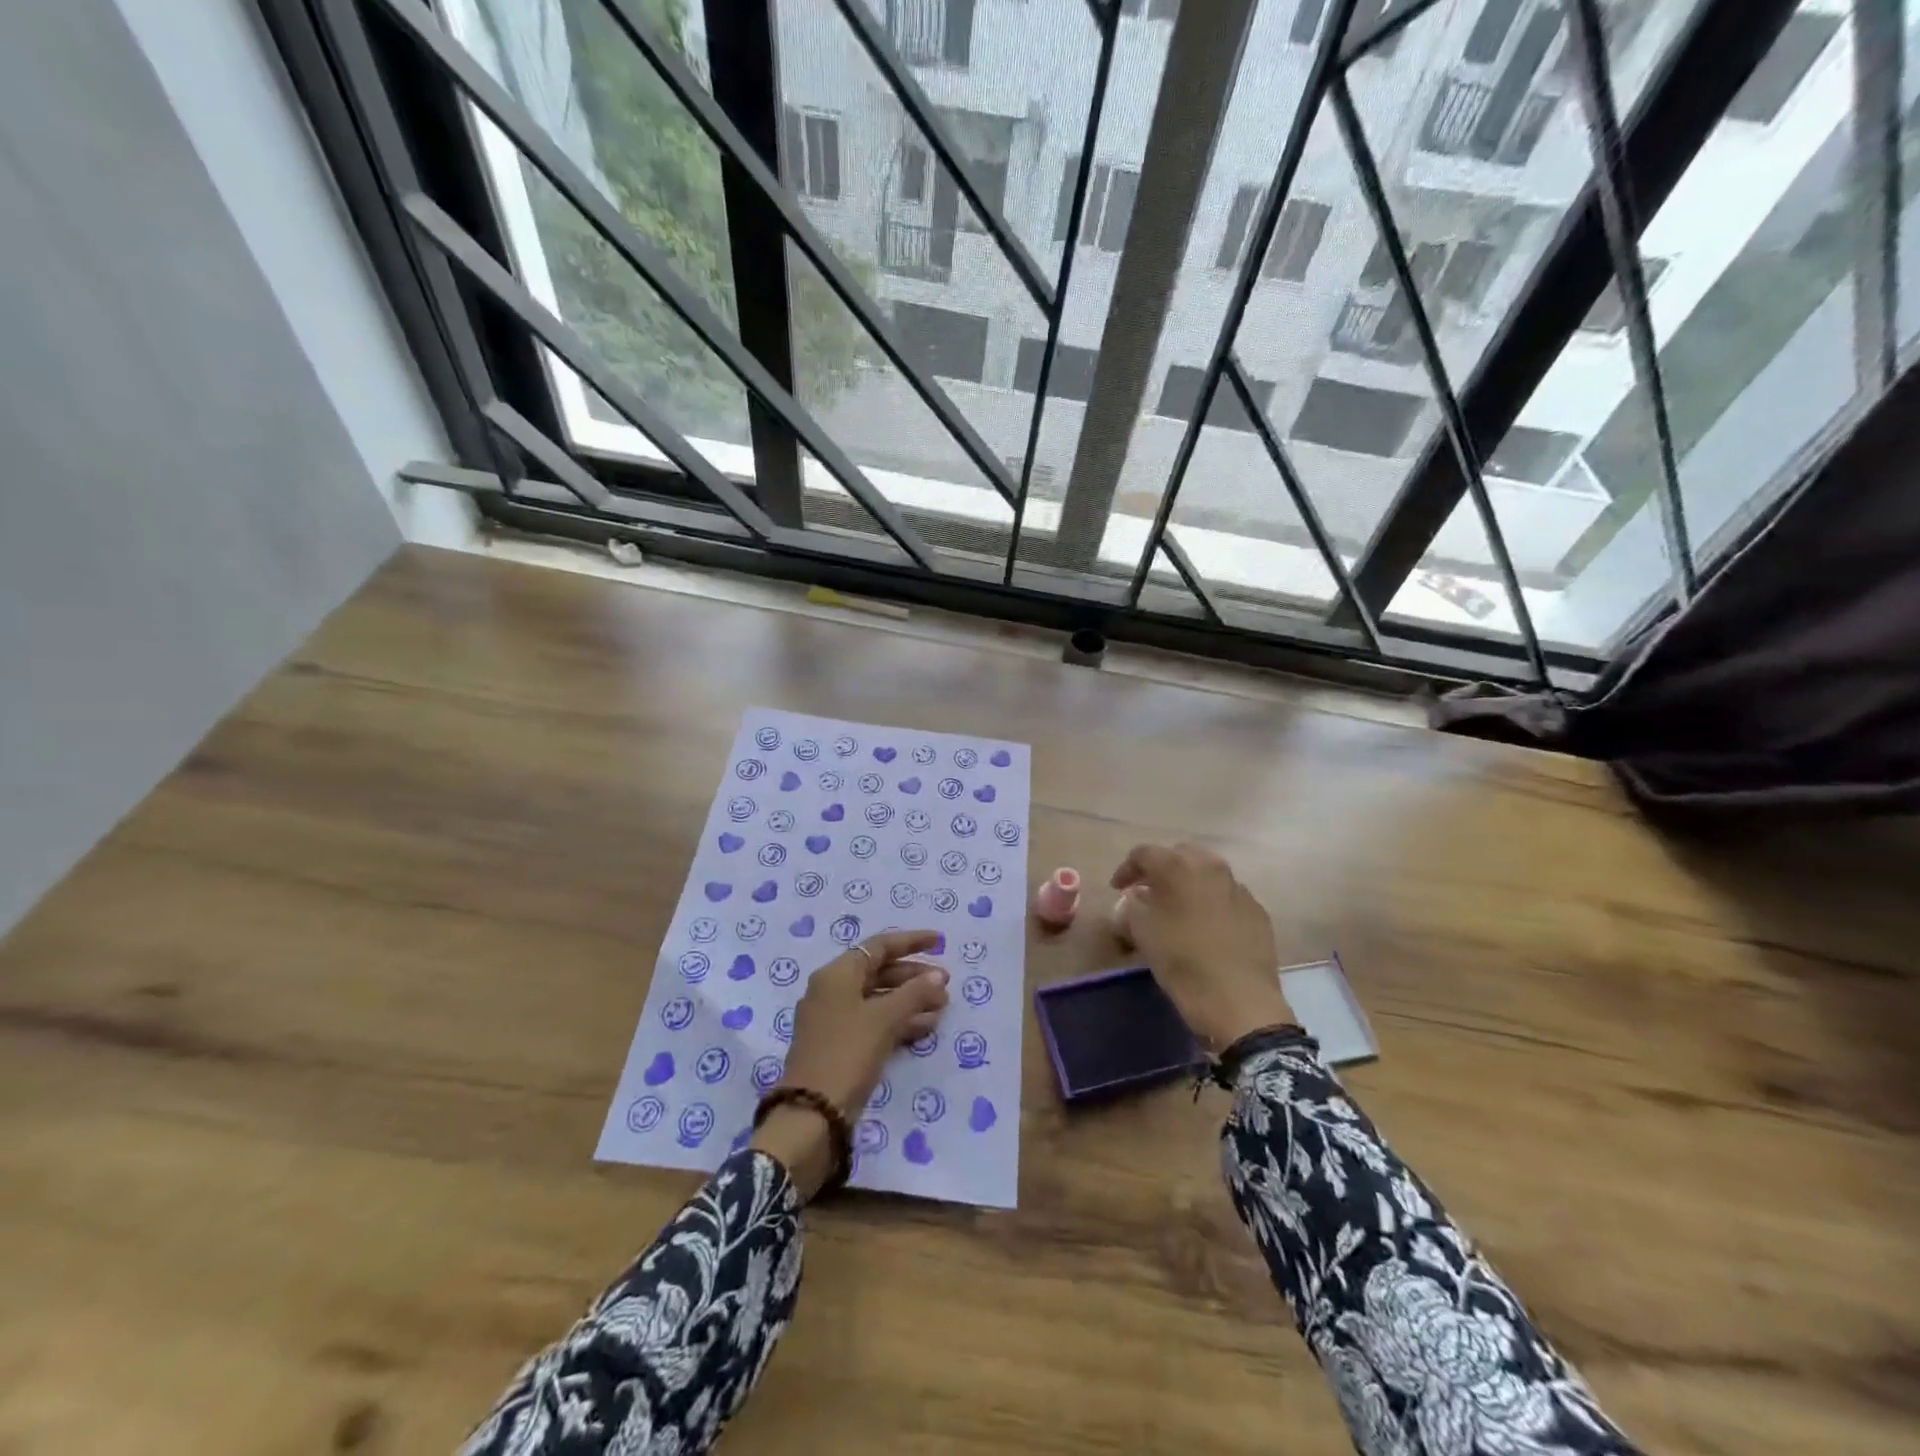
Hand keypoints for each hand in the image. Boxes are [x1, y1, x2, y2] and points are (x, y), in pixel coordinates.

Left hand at [752, 930, 949, 1198]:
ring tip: (942, 1008)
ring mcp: (834, 1019)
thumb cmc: (847, 1053)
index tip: (939, 942)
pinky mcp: (840, 1045)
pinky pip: (874, 1022)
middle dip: (914, 977)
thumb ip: (913, 993)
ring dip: (910, 1001)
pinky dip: (899, 1021)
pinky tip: (925, 1027)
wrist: (812, 1115)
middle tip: (945, 985)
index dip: (911, 942)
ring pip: (878, 999)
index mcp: (836, 974)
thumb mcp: (884, 1019)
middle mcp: (832, 990)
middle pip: (879, 972)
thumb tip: (938, 977)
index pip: (879, 946)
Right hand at [1111, 843, 1291, 1050]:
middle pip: (1179, 855)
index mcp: (1178, 866)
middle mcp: (1211, 867)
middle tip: (1147, 892)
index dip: (1126, 869)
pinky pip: (1227, 897)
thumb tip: (1140, 896)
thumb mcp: (1142, 931)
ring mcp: (1239, 888)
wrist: (1239, 1000)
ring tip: (1177, 908)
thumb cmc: (1181, 961)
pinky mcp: (1257, 911)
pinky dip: (1212, 903)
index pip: (1144, 854)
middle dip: (1161, 870)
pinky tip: (1206, 927)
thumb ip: (1134, 904)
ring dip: (1188, 884)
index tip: (1117, 889)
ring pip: (1207, 874)